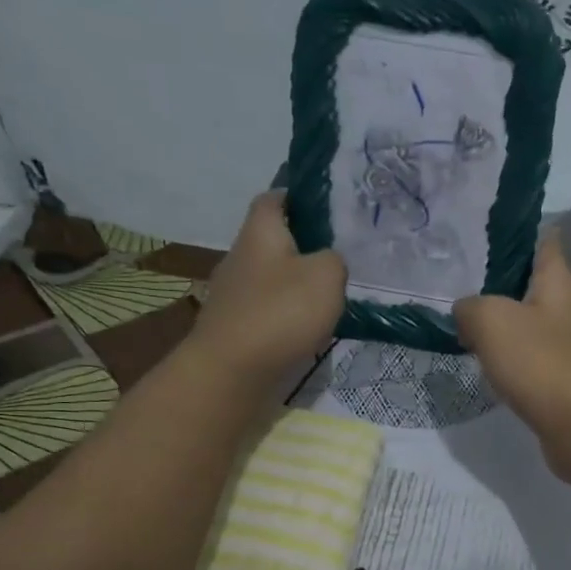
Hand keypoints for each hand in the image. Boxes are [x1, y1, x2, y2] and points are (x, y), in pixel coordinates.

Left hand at [190, 191, 345, 389]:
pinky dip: (286, 317)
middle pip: (273, 241)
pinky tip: (307, 330)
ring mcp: (233, 295)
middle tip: (339, 258)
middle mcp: (240, 256)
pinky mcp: (235, 328)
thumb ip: (334, 261)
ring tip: (329, 299)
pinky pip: (267, 312)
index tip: (325, 207)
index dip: (297, 197)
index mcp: (260, 232)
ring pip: (271, 279)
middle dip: (303, 247)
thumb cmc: (280, 313)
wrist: (232, 372)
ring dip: (295, 286)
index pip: (274, 198)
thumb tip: (327, 263)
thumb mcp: (326, 276)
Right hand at [453, 232, 570, 481]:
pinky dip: (513, 359)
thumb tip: (466, 313)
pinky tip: (490, 366)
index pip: (544, 241)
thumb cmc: (543, 364)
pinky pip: (534, 359)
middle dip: (501, 284)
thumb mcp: (492, 322)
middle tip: (460, 286)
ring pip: (532, 324)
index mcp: (560, 281)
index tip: (483, 235)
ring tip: (467, 326)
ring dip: (505, 325)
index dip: (517, 234)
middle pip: (534, 285)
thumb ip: (471, 307)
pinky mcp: (568, 380)